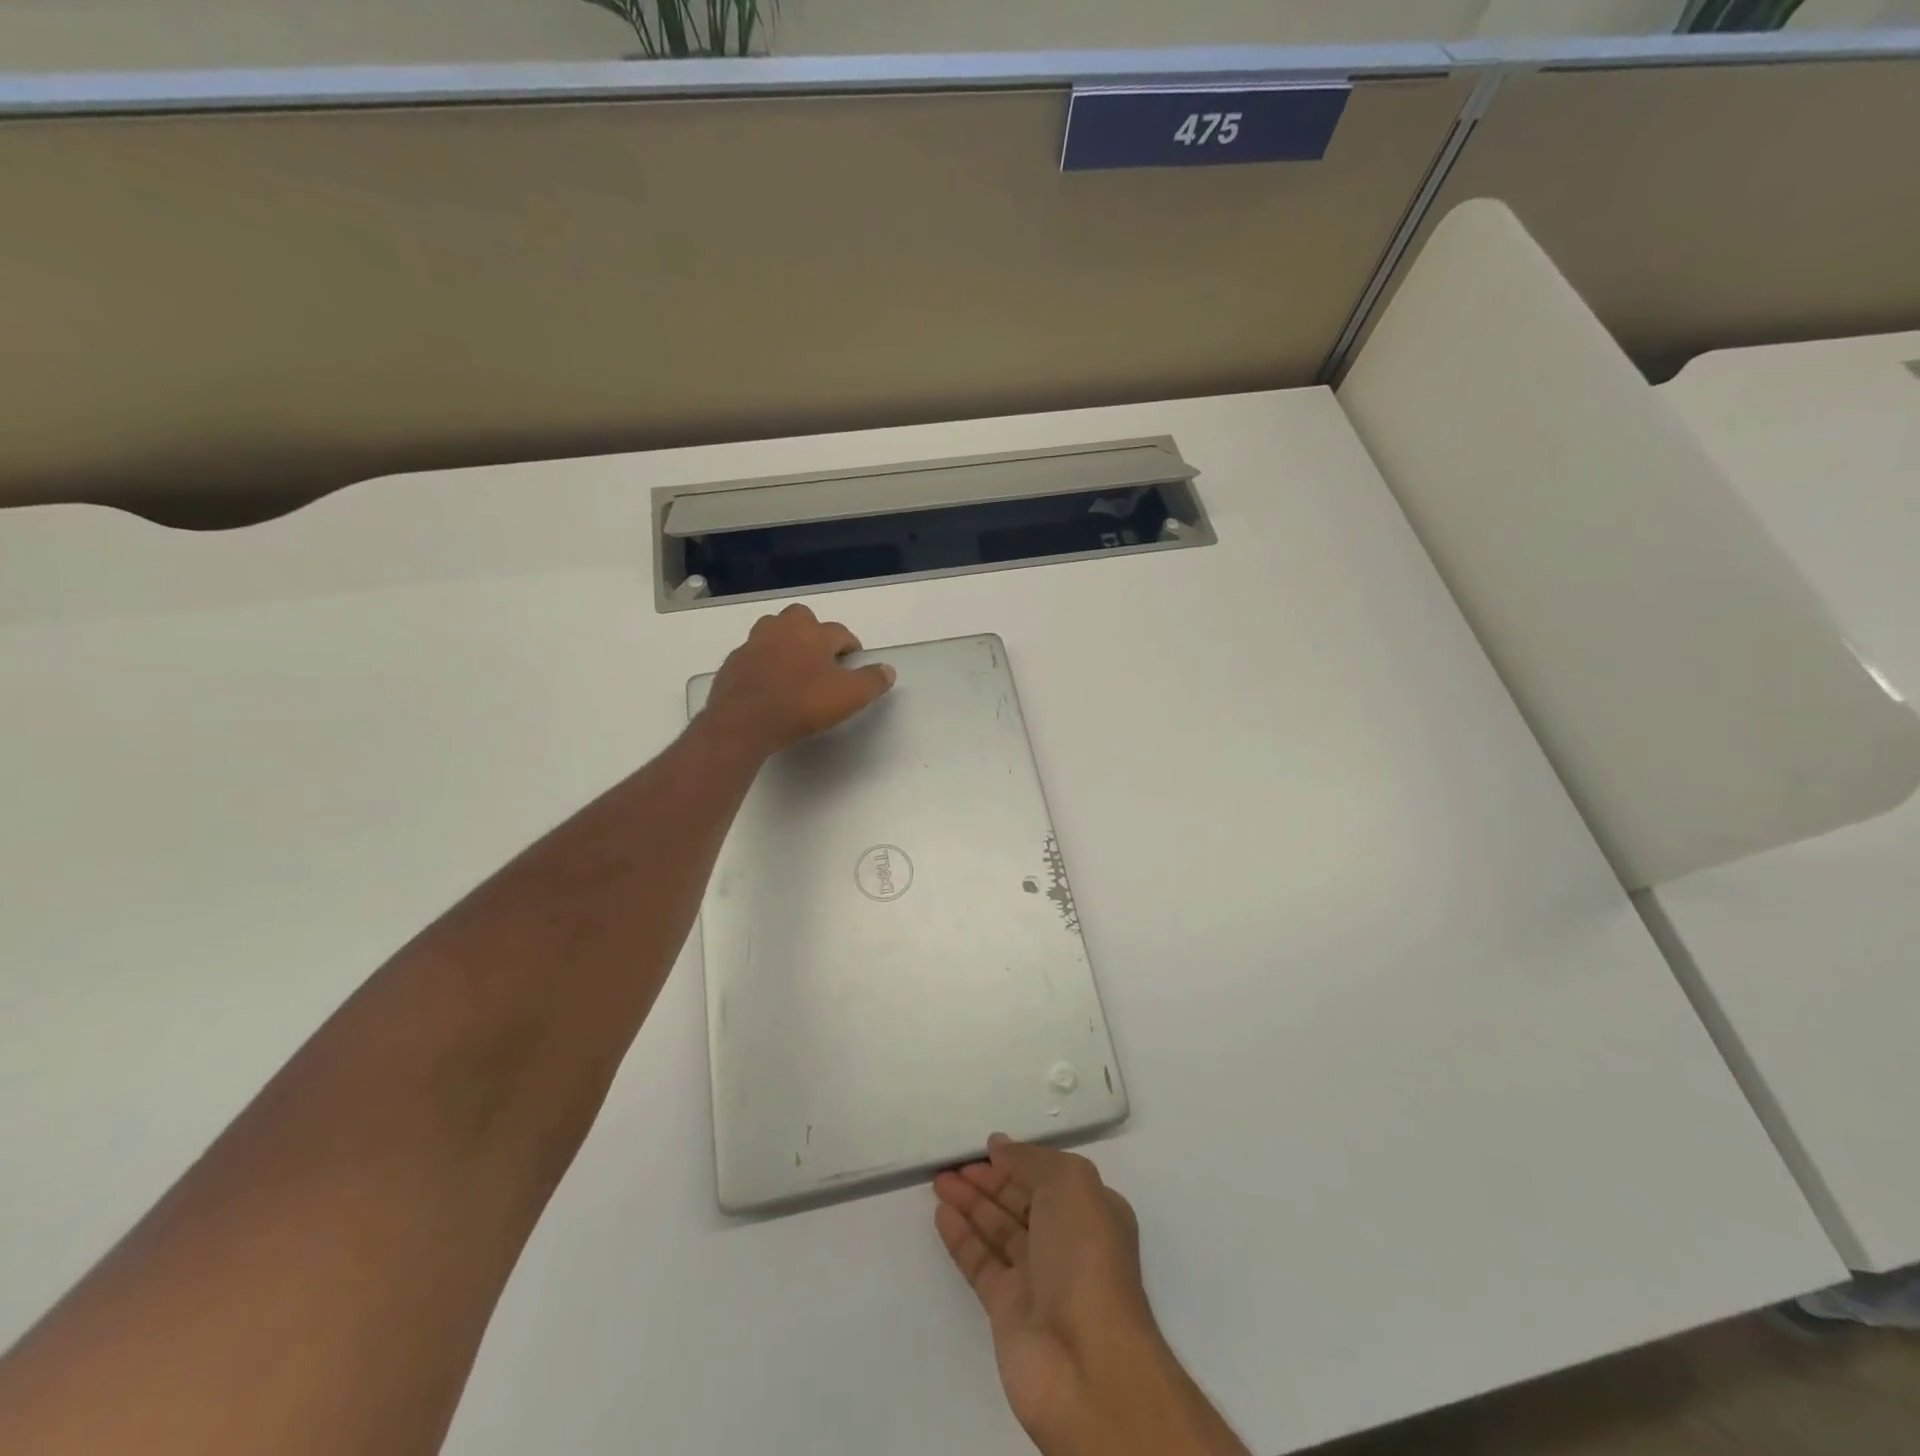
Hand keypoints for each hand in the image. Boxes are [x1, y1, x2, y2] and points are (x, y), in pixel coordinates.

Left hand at [698, 604, 894, 761]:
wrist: (743, 722)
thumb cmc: (801, 704)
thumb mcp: (849, 697)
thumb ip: (872, 681)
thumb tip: (888, 670)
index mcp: (814, 634)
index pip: (840, 631)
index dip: (850, 645)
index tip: (854, 660)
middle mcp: (783, 630)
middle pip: (801, 617)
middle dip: (813, 631)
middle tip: (821, 655)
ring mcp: (753, 643)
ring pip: (773, 629)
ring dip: (785, 640)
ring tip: (793, 663)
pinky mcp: (733, 662)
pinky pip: (753, 653)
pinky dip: (763, 661)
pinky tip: (768, 681)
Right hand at [935, 1138, 1249, 1455]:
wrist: (1087, 1363)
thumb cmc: (1086, 1256)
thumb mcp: (1069, 1184)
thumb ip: (1031, 1160)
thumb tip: (1000, 1147)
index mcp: (1092, 1211)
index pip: (1048, 1177)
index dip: (1018, 1160)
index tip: (986, 1146)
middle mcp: (1066, 1243)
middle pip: (1021, 1202)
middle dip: (989, 1180)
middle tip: (952, 1162)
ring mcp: (1037, 1279)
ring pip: (998, 1230)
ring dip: (970, 1203)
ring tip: (939, 1180)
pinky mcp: (1008, 1310)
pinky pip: (980, 1263)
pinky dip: (961, 1237)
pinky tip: (941, 1214)